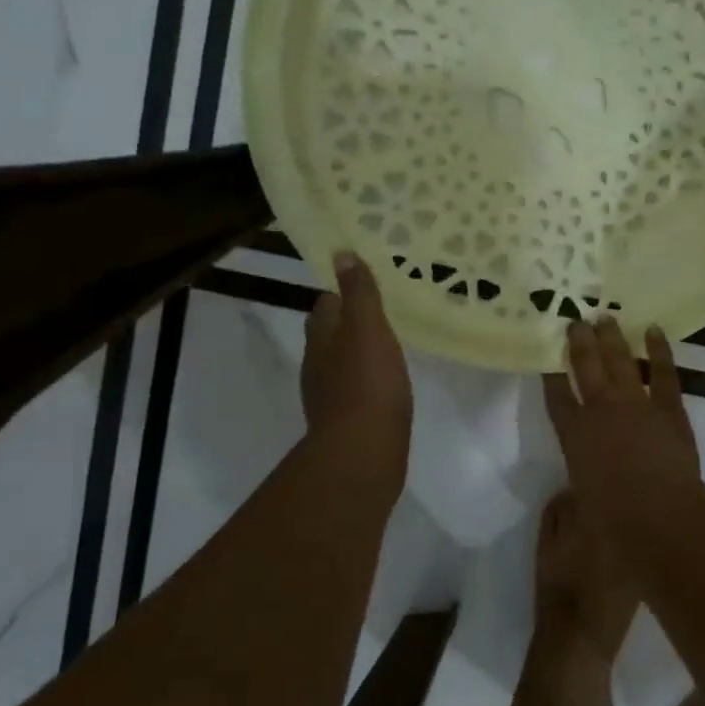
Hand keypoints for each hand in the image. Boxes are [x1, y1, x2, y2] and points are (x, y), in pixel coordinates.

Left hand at [302, 253, 411, 493]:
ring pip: (339, 364)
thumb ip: (359, 293)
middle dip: (348, 323)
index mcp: (322, 338)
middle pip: (328, 335)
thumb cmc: (368, 383)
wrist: (363, 452)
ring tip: (386, 347)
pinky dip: (365, 382)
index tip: (365, 286)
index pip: (325, 305)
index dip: (341, 293)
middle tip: (380, 314)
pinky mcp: (345, 422)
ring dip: (356, 353)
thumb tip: (342, 254)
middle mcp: (318, 365)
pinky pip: (353, 391)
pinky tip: (385, 385)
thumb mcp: (368, 328)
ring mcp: (329, 396)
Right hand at [544, 319, 701, 519]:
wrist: (661, 516)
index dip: (550, 374)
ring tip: (605, 317)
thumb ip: (572, 500)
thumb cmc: (614, 523)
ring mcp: (636, 405)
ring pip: (620, 361)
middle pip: (585, 367)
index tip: (546, 354)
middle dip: (578, 342)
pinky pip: (662, 371)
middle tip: (574, 320)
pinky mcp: (668, 408)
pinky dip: (659, 349)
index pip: (556, 397)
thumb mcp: (580, 510)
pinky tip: (653, 331)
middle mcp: (601, 411)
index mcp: (574, 435)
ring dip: (612, 338)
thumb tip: (572, 495)